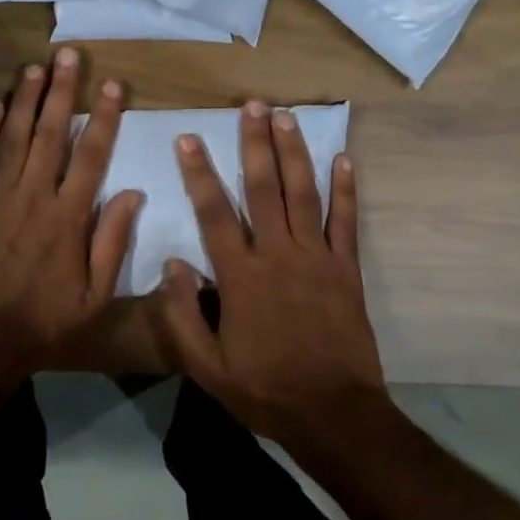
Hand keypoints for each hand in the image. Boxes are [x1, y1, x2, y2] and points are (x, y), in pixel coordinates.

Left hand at [0, 49, 142, 382]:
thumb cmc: (43, 321)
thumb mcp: (94, 295)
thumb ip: (113, 241)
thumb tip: (133, 193)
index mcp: (69, 215)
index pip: (91, 153)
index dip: (103, 116)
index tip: (112, 84)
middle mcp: (34, 194)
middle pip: (49, 131)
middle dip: (60, 90)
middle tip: (67, 55)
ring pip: (12, 135)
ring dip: (23, 98)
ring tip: (33, 67)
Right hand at [157, 102, 387, 451]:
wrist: (333, 414)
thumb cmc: (265, 389)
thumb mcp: (207, 367)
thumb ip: (183, 316)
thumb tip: (173, 264)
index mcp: (241, 276)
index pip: (214, 212)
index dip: (199, 172)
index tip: (189, 137)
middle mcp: (278, 255)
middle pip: (263, 188)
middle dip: (255, 143)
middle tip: (252, 105)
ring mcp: (317, 258)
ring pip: (303, 194)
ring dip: (294, 152)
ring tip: (287, 116)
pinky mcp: (346, 269)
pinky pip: (346, 222)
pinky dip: (346, 190)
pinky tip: (345, 160)